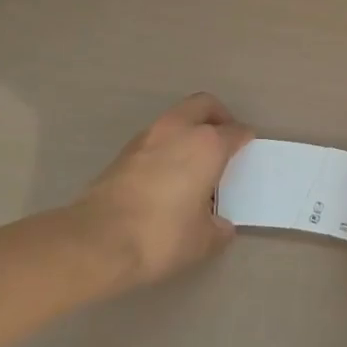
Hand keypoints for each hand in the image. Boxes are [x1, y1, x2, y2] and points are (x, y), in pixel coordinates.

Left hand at [68, 93, 250, 288]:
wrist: (97, 241)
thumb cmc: (161, 236)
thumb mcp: (202, 241)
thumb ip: (218, 228)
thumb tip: (221, 225)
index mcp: (207, 145)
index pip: (235, 131)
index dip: (244, 139)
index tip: (248, 147)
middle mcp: (178, 130)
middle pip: (204, 105)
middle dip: (218, 116)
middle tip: (224, 139)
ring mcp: (147, 137)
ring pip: (176, 117)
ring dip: (189, 129)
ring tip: (195, 159)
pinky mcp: (124, 151)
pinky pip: (156, 137)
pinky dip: (168, 145)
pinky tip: (168, 173)